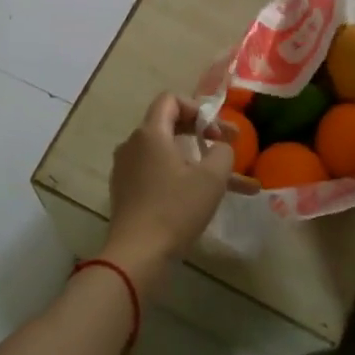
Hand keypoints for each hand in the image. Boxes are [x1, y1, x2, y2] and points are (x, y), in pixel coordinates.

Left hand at [104, 93, 248, 289]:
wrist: (137, 254)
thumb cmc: (175, 210)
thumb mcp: (211, 178)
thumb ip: (222, 151)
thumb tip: (220, 146)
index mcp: (150, 133)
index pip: (170, 100)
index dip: (198, 109)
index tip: (217, 131)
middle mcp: (133, 144)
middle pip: (168, 125)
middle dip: (201, 134)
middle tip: (226, 148)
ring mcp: (126, 168)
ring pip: (166, 153)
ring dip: (196, 161)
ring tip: (228, 181)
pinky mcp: (126, 191)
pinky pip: (156, 173)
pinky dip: (180, 177)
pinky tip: (203, 197)